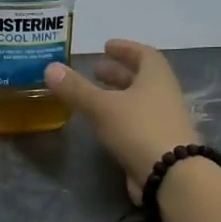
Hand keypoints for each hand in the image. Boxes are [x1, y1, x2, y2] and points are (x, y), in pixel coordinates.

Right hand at [44, 40, 200, 201]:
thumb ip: (76, 88)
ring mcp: (164, 121)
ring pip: (139, 101)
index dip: (125, 48)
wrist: (170, 175)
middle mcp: (164, 96)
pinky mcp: (158, 144)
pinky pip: (137, 122)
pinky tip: (102, 125)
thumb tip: (50, 67)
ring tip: (94, 97)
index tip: (106, 46)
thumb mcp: (102, 106)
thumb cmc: (138, 129)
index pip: (144, 54)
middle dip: (117, 72)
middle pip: (141, 78)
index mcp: (156, 78)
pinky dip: (119, 117)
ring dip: (118, 95)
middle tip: (95, 70)